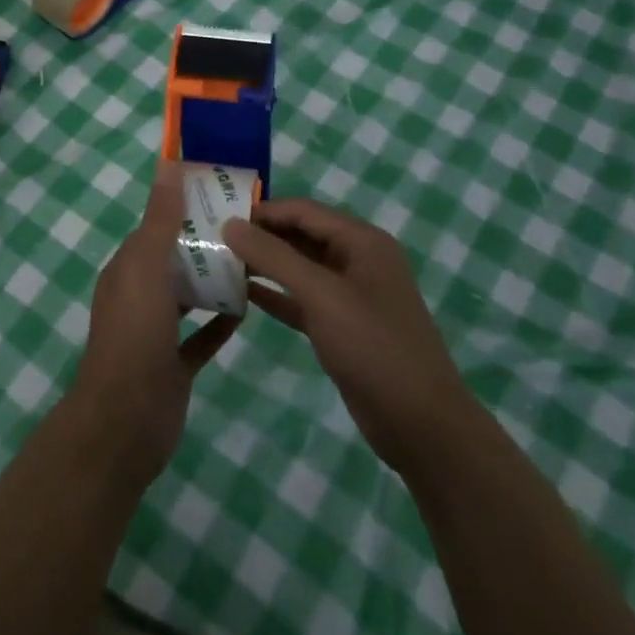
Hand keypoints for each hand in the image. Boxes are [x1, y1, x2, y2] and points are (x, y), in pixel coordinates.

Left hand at [72, 162, 240, 485]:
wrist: (126, 421)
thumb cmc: (135, 335)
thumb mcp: (146, 268)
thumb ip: (160, 220)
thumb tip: (167, 167)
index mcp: (126, 269)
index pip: (155, 228)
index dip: (182, 210)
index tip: (219, 196)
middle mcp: (138, 296)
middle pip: (173, 261)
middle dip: (204, 245)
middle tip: (248, 229)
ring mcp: (155, 333)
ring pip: (187, 297)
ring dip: (213, 282)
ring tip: (253, 263)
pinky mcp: (173, 365)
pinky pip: (200, 337)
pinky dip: (220, 323)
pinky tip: (248, 311)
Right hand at [222, 198, 474, 475]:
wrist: (421, 424)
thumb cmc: (374, 347)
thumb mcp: (321, 295)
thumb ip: (274, 256)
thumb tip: (230, 224)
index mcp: (362, 241)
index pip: (303, 210)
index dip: (262, 211)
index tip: (219, 215)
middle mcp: (357, 260)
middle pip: (300, 235)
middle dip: (260, 236)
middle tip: (213, 240)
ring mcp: (350, 295)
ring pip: (299, 268)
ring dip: (264, 265)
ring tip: (220, 263)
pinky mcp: (341, 326)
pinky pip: (301, 299)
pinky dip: (275, 295)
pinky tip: (241, 294)